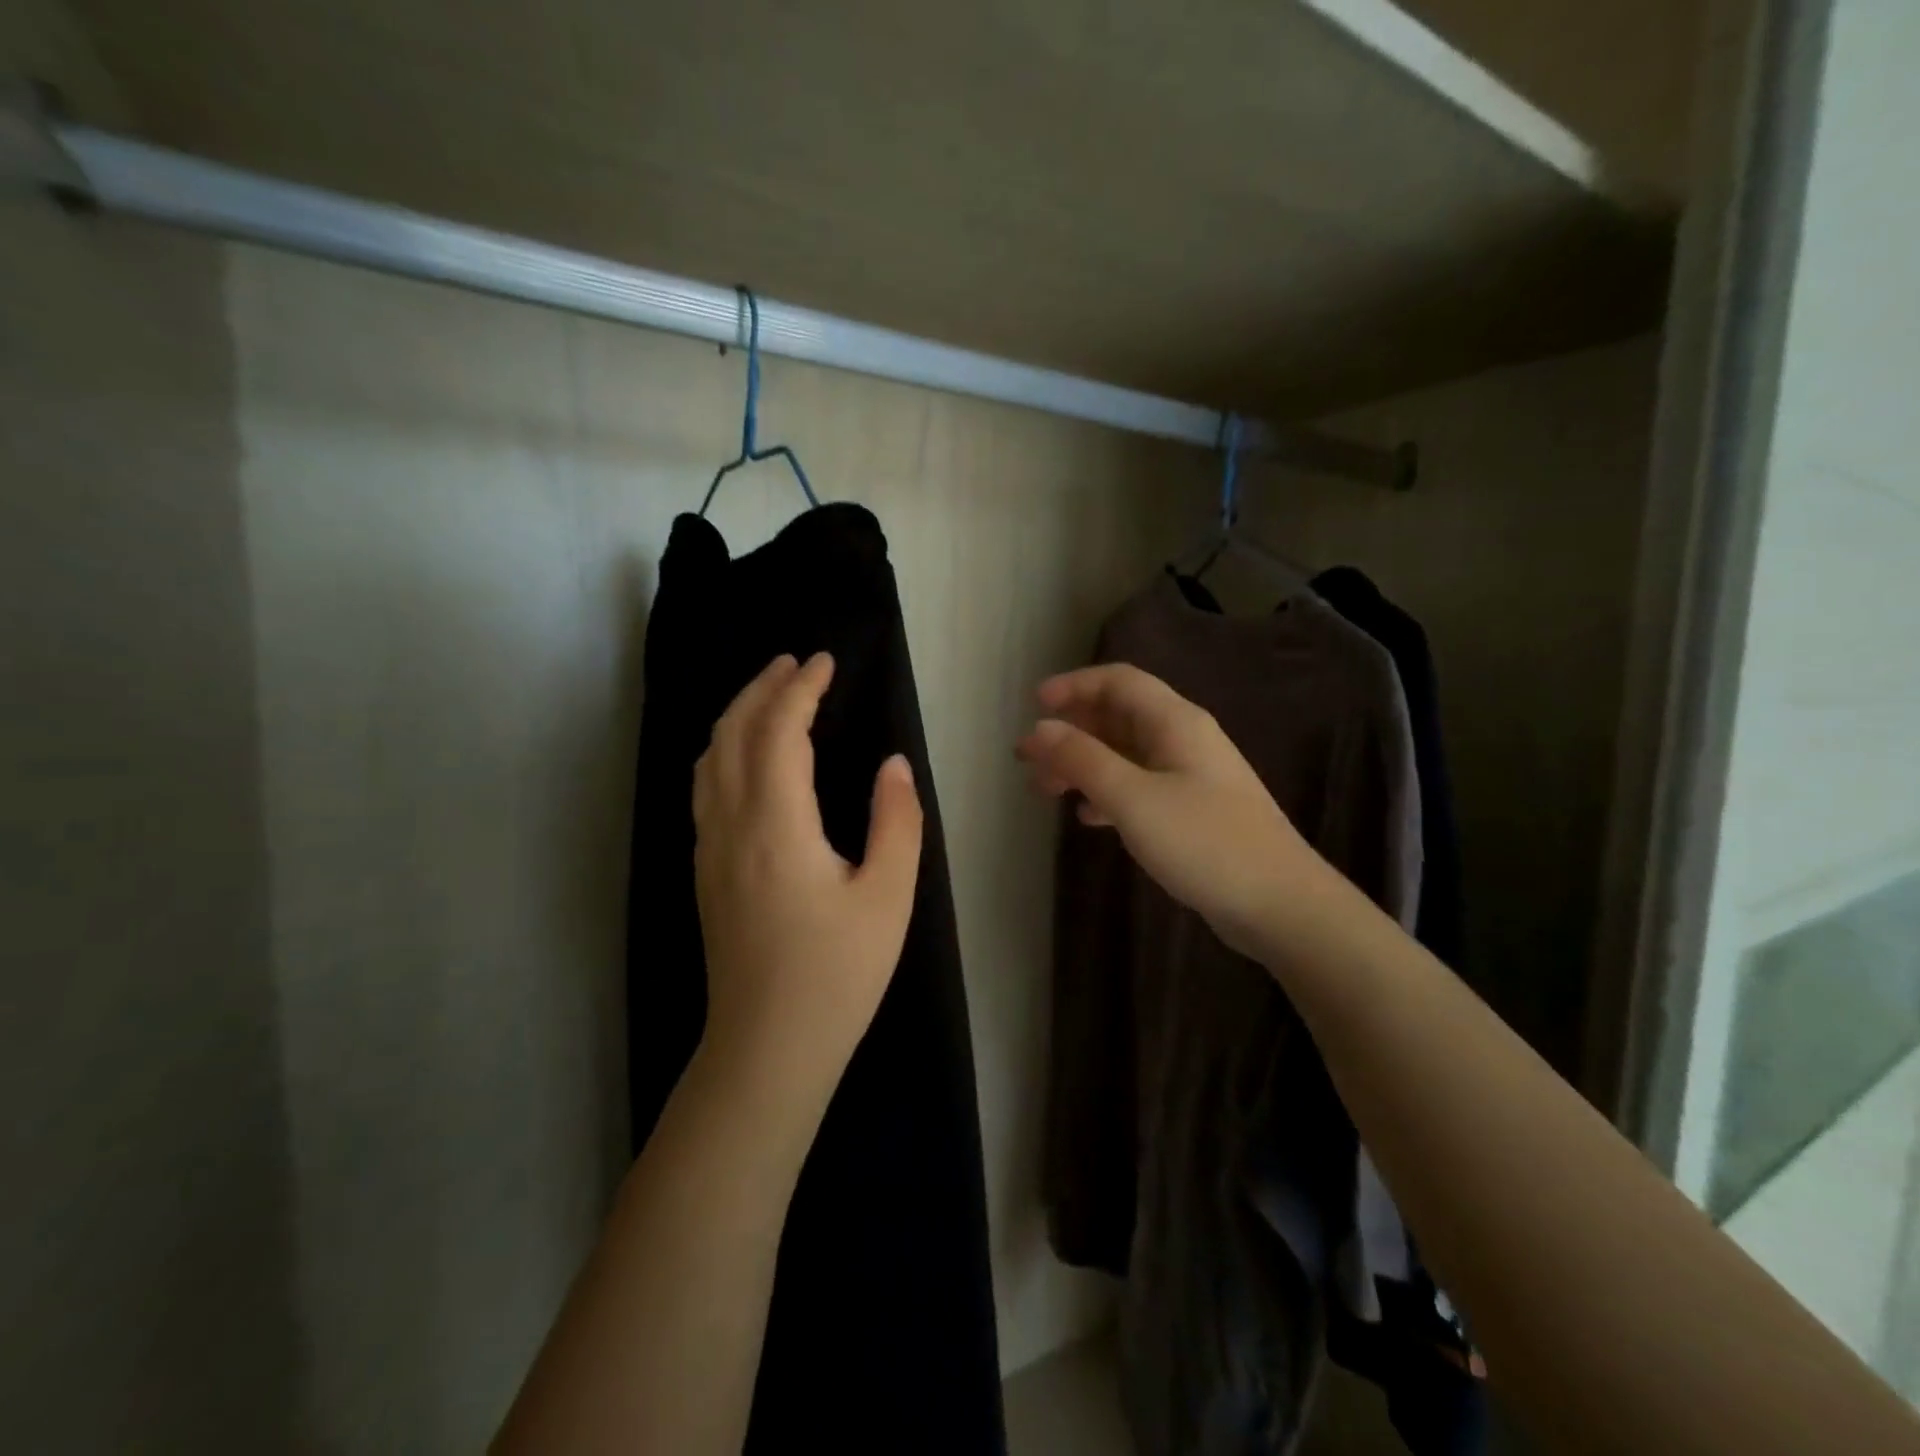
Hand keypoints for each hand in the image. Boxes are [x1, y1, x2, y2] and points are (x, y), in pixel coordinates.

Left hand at [693, 652, 923, 1114]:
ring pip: (710, 759)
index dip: (801, 688)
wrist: (767, 1048)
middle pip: (732, 733)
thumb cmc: (836, 973)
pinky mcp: (706, 871)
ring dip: (737, 715)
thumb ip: (896, 821)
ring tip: (768, 695)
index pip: (780, 731)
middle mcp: (731, 825)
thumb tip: (892, 763)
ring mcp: (709, 848)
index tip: (825, 661)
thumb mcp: (888, 897)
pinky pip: (705, 787)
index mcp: (776, 824)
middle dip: (761, 688)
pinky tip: (744, 757)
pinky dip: (724, 749)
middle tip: (794, 662)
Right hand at [1016, 663, 1319, 958]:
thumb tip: (1040, 729)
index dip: (1074, 685)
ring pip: (1125, 755)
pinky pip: (1139, 787)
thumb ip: (1083, 759)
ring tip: (1044, 789)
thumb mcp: (1133, 798)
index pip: (1119, 681)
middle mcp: (1183, 740)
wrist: (1279, 904)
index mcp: (1175, 722)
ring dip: (1083, 764)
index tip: (1034, 706)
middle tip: (1027, 758)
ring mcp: (1191, 777)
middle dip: (1070, 731)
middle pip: (1118, 717)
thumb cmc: (1204, 842)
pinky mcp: (1192, 811)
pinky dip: (1107, 793)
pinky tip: (1087, 817)